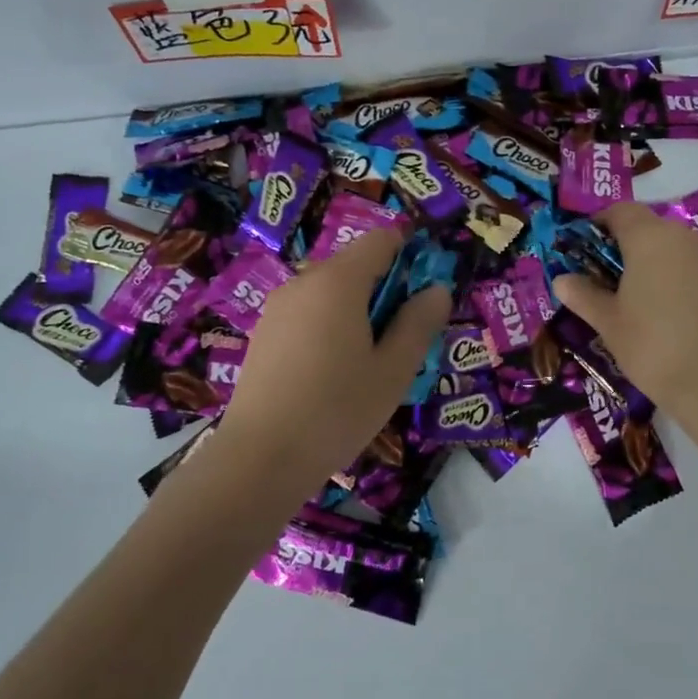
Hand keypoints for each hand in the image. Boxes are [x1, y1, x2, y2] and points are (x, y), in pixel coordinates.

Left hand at [217, 226, 449, 493]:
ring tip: (365, 366)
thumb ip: (419, 323)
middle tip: (399, 343)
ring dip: (356, 314)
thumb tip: (437, 289)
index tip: (422, 300)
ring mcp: (277, 308)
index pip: (381, 240)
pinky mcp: (262, 335)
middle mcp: (303, 282)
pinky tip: (330, 376)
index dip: (410, 258)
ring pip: (329, 293)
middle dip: (384, 292)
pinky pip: (307, 315)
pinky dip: (328, 329)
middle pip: (354, 266)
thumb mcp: (393, 370)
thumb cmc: (337, 410)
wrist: (260, 457)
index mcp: (338, 281)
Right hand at [552, 201, 697, 419]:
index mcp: (649, 238)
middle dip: (628, 247)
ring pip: (677, 249)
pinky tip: (674, 316)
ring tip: (642, 301)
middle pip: (651, 228)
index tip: (586, 248)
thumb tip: (562, 280)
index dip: (600, 224)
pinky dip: (682, 282)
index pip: (621, 211)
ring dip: (657, 264)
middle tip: (610, 280)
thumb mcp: (608, 322)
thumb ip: (583, 295)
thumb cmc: (651, 345)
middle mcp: (685, 238)